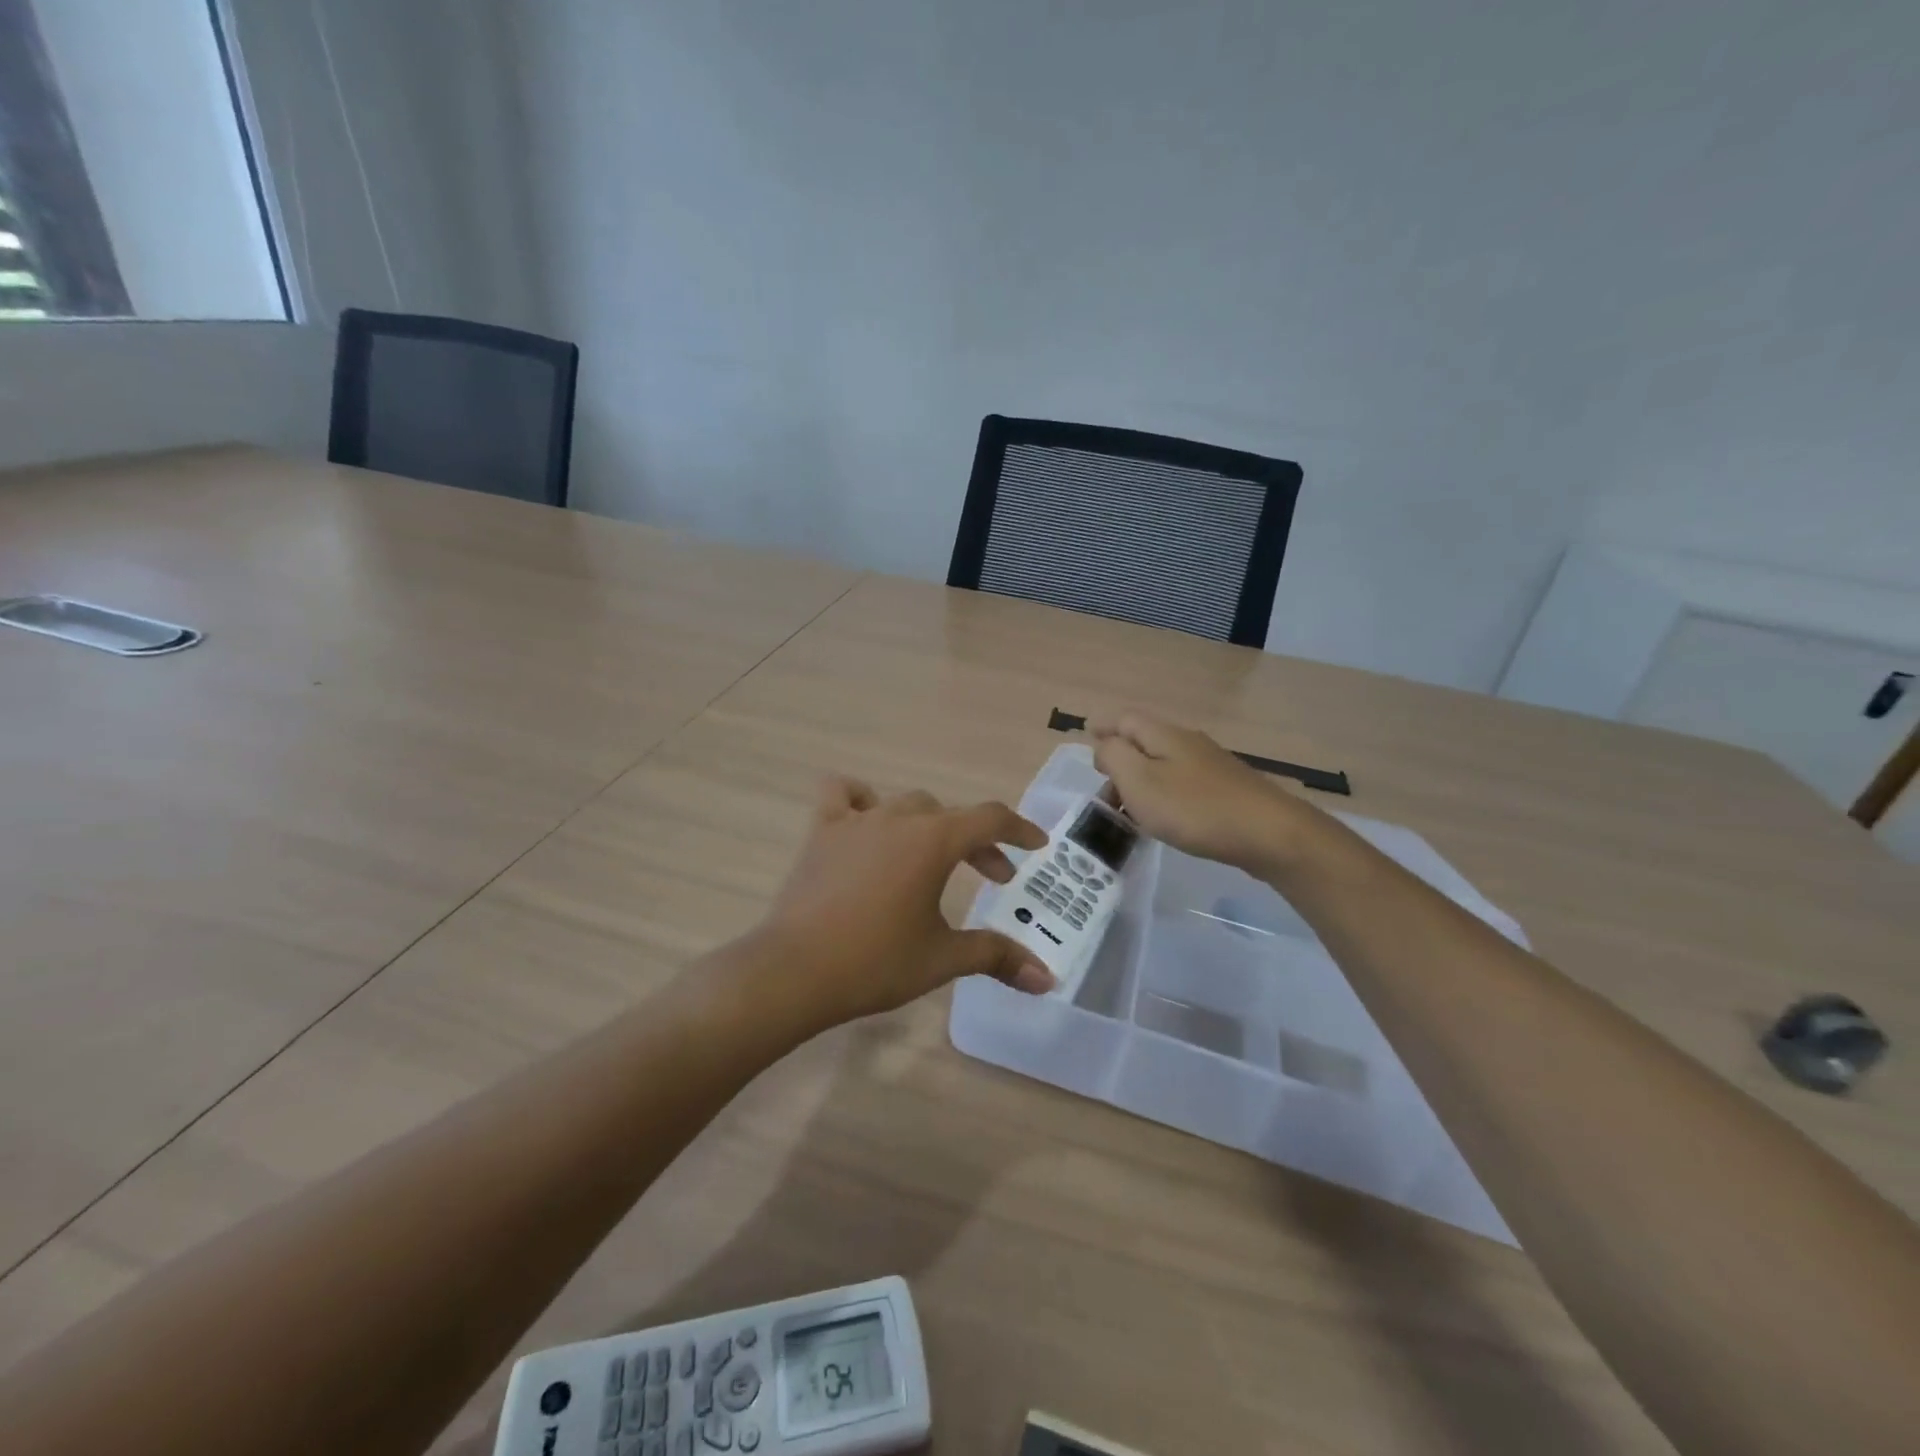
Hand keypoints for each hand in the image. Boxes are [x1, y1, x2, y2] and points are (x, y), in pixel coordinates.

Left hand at [753, 779, 1054, 1026]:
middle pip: (949, 815)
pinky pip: (842, 795)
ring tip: (932, 856)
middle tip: (991, 877)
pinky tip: (866, 823)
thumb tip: (1047, 979)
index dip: (1019, 829)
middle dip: (977, 842)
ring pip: (903, 805)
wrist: (794, 971)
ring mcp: (855, 821)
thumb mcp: (942, 958)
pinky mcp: (821, 831)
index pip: (989, 818)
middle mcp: (898, 818)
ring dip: (928, 824)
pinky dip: (860, 801)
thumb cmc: (875, 962)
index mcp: (933, 841)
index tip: (1036, 845)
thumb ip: (997, 957)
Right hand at [1090, 711, 1323, 872]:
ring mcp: (1210, 764)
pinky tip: (1163, 816)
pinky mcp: (1225, 788)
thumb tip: (1104, 745)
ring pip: (1162, 762)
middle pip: (1144, 738)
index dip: (1103, 725)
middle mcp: (1187, 741)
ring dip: (1140, 778)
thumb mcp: (1139, 781)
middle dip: (1119, 756)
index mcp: (1163, 735)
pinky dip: (1162, 792)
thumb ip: (1114, 757)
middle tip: (1102, 786)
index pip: (1124, 718)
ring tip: (1127, 808)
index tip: (1086, 734)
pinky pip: (1181, 781)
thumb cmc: (1194, 808)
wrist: (1268, 833)